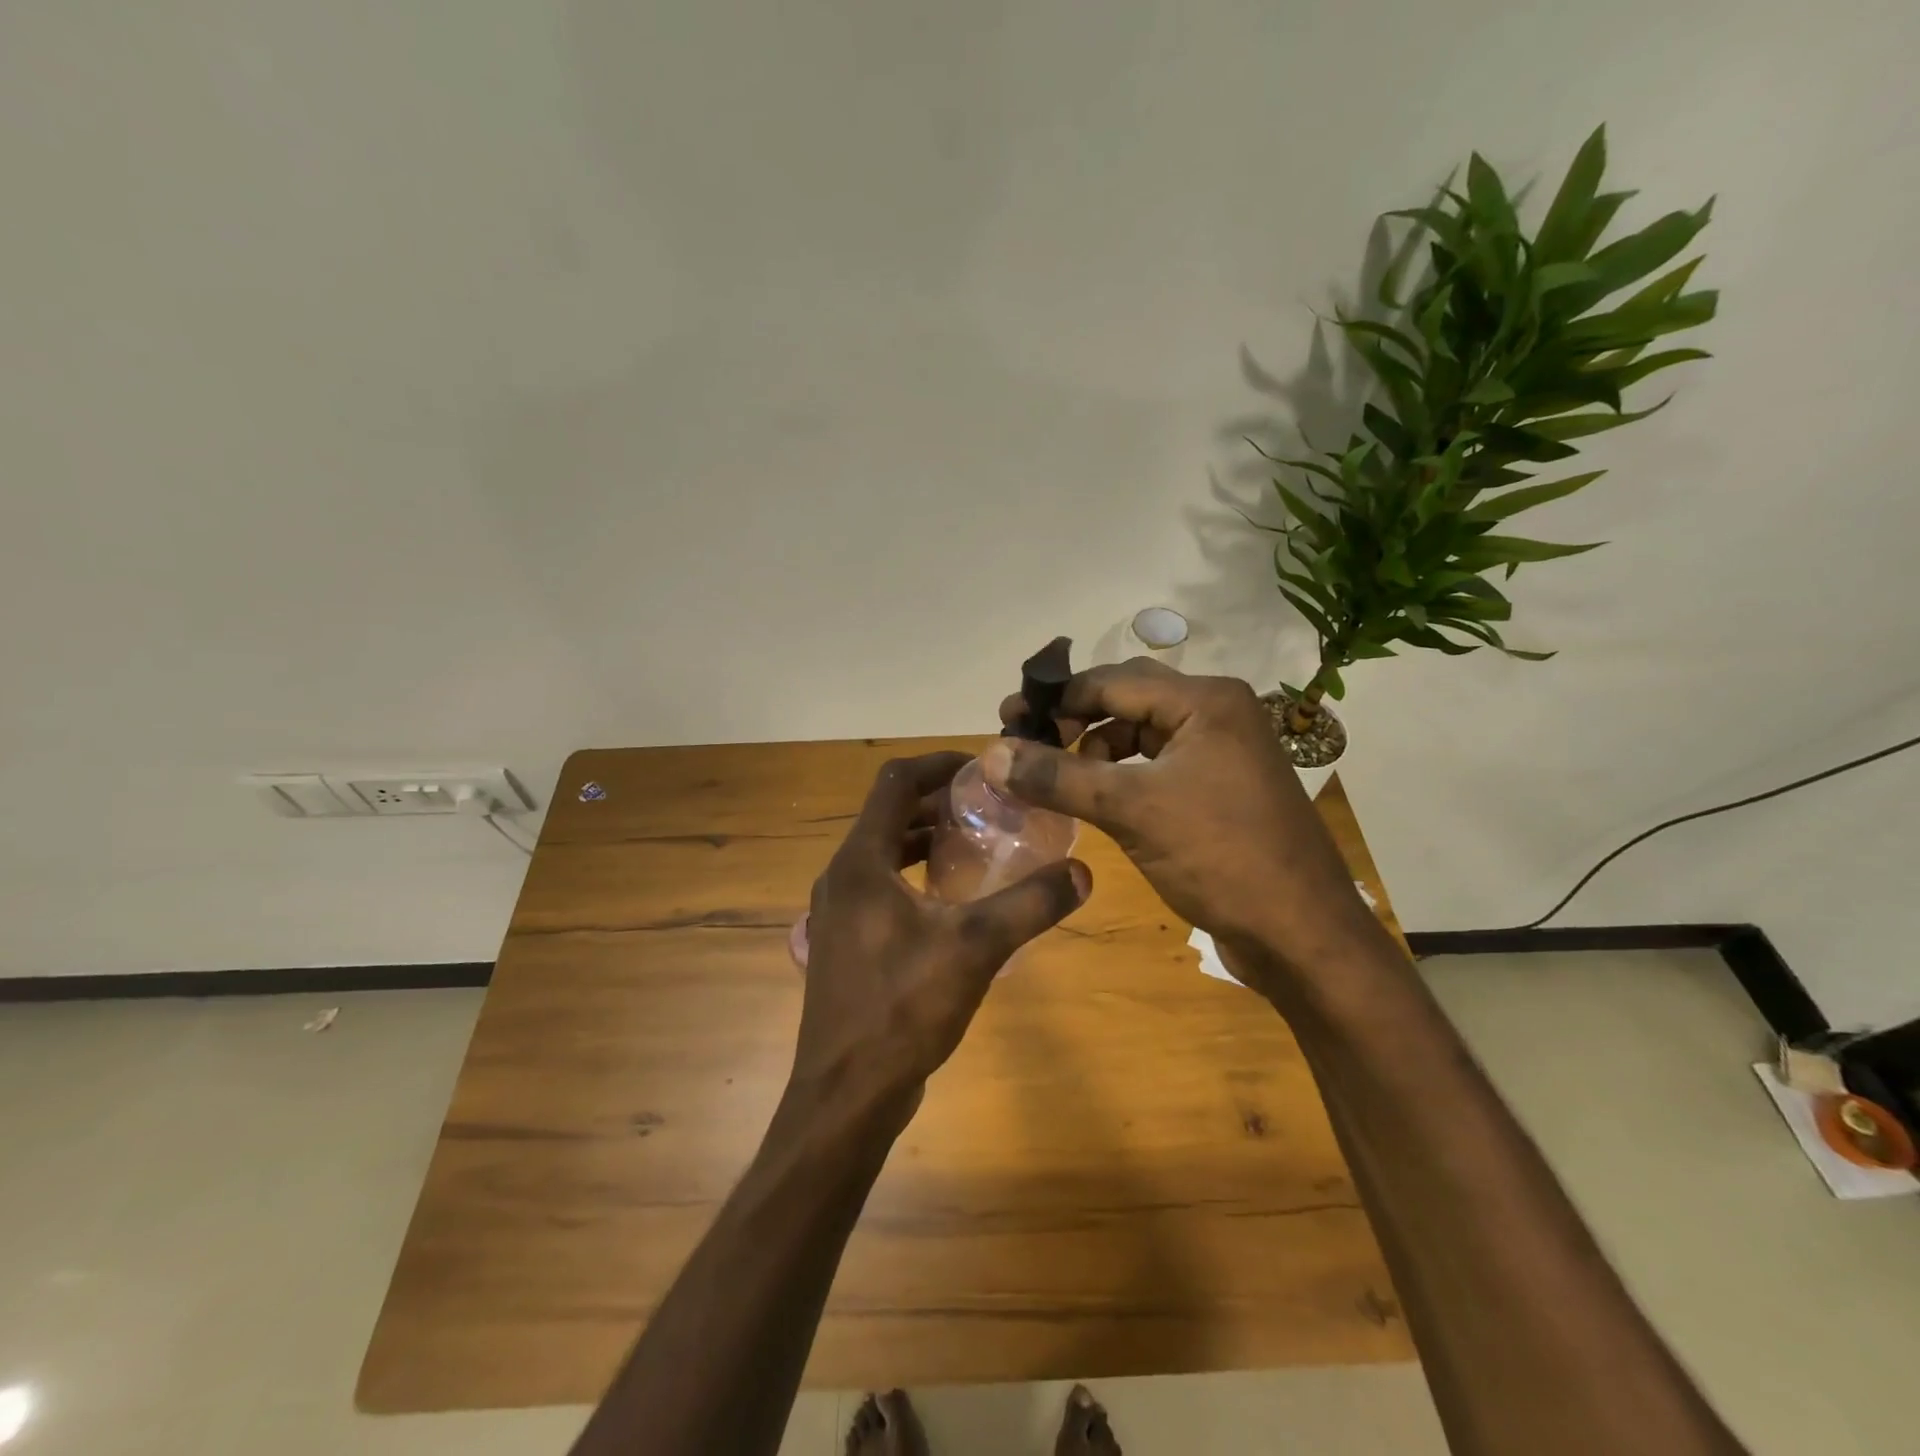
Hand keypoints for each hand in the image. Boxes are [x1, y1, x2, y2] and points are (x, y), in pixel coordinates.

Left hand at [793, 752, 1090, 1123]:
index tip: (982, 768)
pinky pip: (881, 886)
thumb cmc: (903, 1009)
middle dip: (936, 802)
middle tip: (988, 806)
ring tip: (976, 843)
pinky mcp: (846, 943)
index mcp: (860, 862)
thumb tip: (1081, 873)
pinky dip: (914, 875)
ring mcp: (839, 912)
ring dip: (924, 839)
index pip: (894, 782)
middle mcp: (842, 877)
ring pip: (883, 852)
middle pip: (888, 814)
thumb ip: (1029, 904)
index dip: (938, 764)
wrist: (847, 1094)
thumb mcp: (976, 948)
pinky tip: (953, 899)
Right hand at [990, 659, 1380, 991]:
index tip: (1008, 720)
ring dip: (1094, 749)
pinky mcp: (1219, 789)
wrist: (1302, 935)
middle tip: (1024, 744)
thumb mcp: (1132, 810)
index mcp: (1205, 701)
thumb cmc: (1221, 857)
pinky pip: (1156, 766)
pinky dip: (1119, 776)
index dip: (1057, 699)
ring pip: (1140, 734)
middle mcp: (1216, 714)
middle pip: (1126, 701)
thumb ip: (1059, 778)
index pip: (1112, 681)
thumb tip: (992, 753)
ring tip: (1054, 776)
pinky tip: (1094, 798)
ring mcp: (1221, 753)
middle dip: (1073, 720)